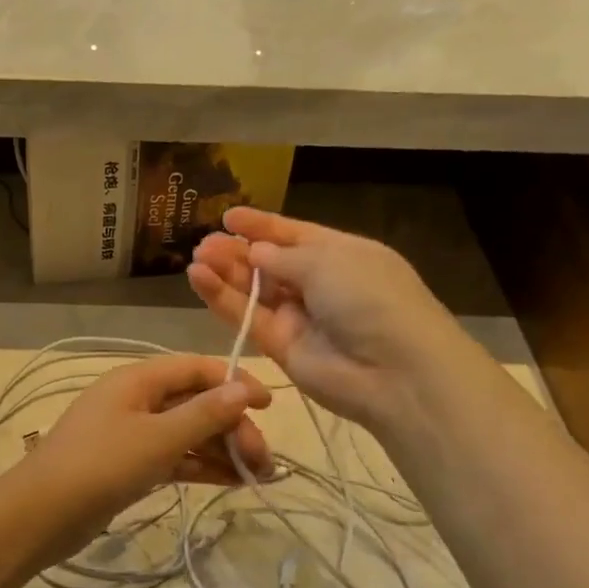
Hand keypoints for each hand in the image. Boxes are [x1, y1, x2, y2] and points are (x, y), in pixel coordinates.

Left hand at [22, 355, 272, 557]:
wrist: (40, 515)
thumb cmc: (100, 466)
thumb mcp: (158, 438)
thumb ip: (204, 414)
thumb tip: (245, 388)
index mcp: (138, 380)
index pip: (196, 368)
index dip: (235, 382)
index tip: (270, 406)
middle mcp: (135, 400)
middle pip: (195, 403)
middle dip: (232, 427)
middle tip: (264, 462)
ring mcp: (131, 434)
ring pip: (187, 433)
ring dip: (221, 450)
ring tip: (259, 477)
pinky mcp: (129, 466)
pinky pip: (173, 458)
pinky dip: (200, 467)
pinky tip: (231, 482)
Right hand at [186, 207, 450, 428]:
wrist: (392, 371)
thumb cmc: (370, 299)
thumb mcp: (330, 261)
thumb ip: (284, 256)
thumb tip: (255, 253)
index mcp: (341, 255)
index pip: (294, 235)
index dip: (262, 226)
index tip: (228, 217)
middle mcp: (319, 284)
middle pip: (269, 264)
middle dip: (237, 251)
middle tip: (204, 243)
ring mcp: (299, 318)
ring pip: (254, 291)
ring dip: (225, 273)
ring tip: (195, 258)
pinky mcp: (279, 348)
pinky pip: (247, 318)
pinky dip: (222, 299)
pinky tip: (199, 279)